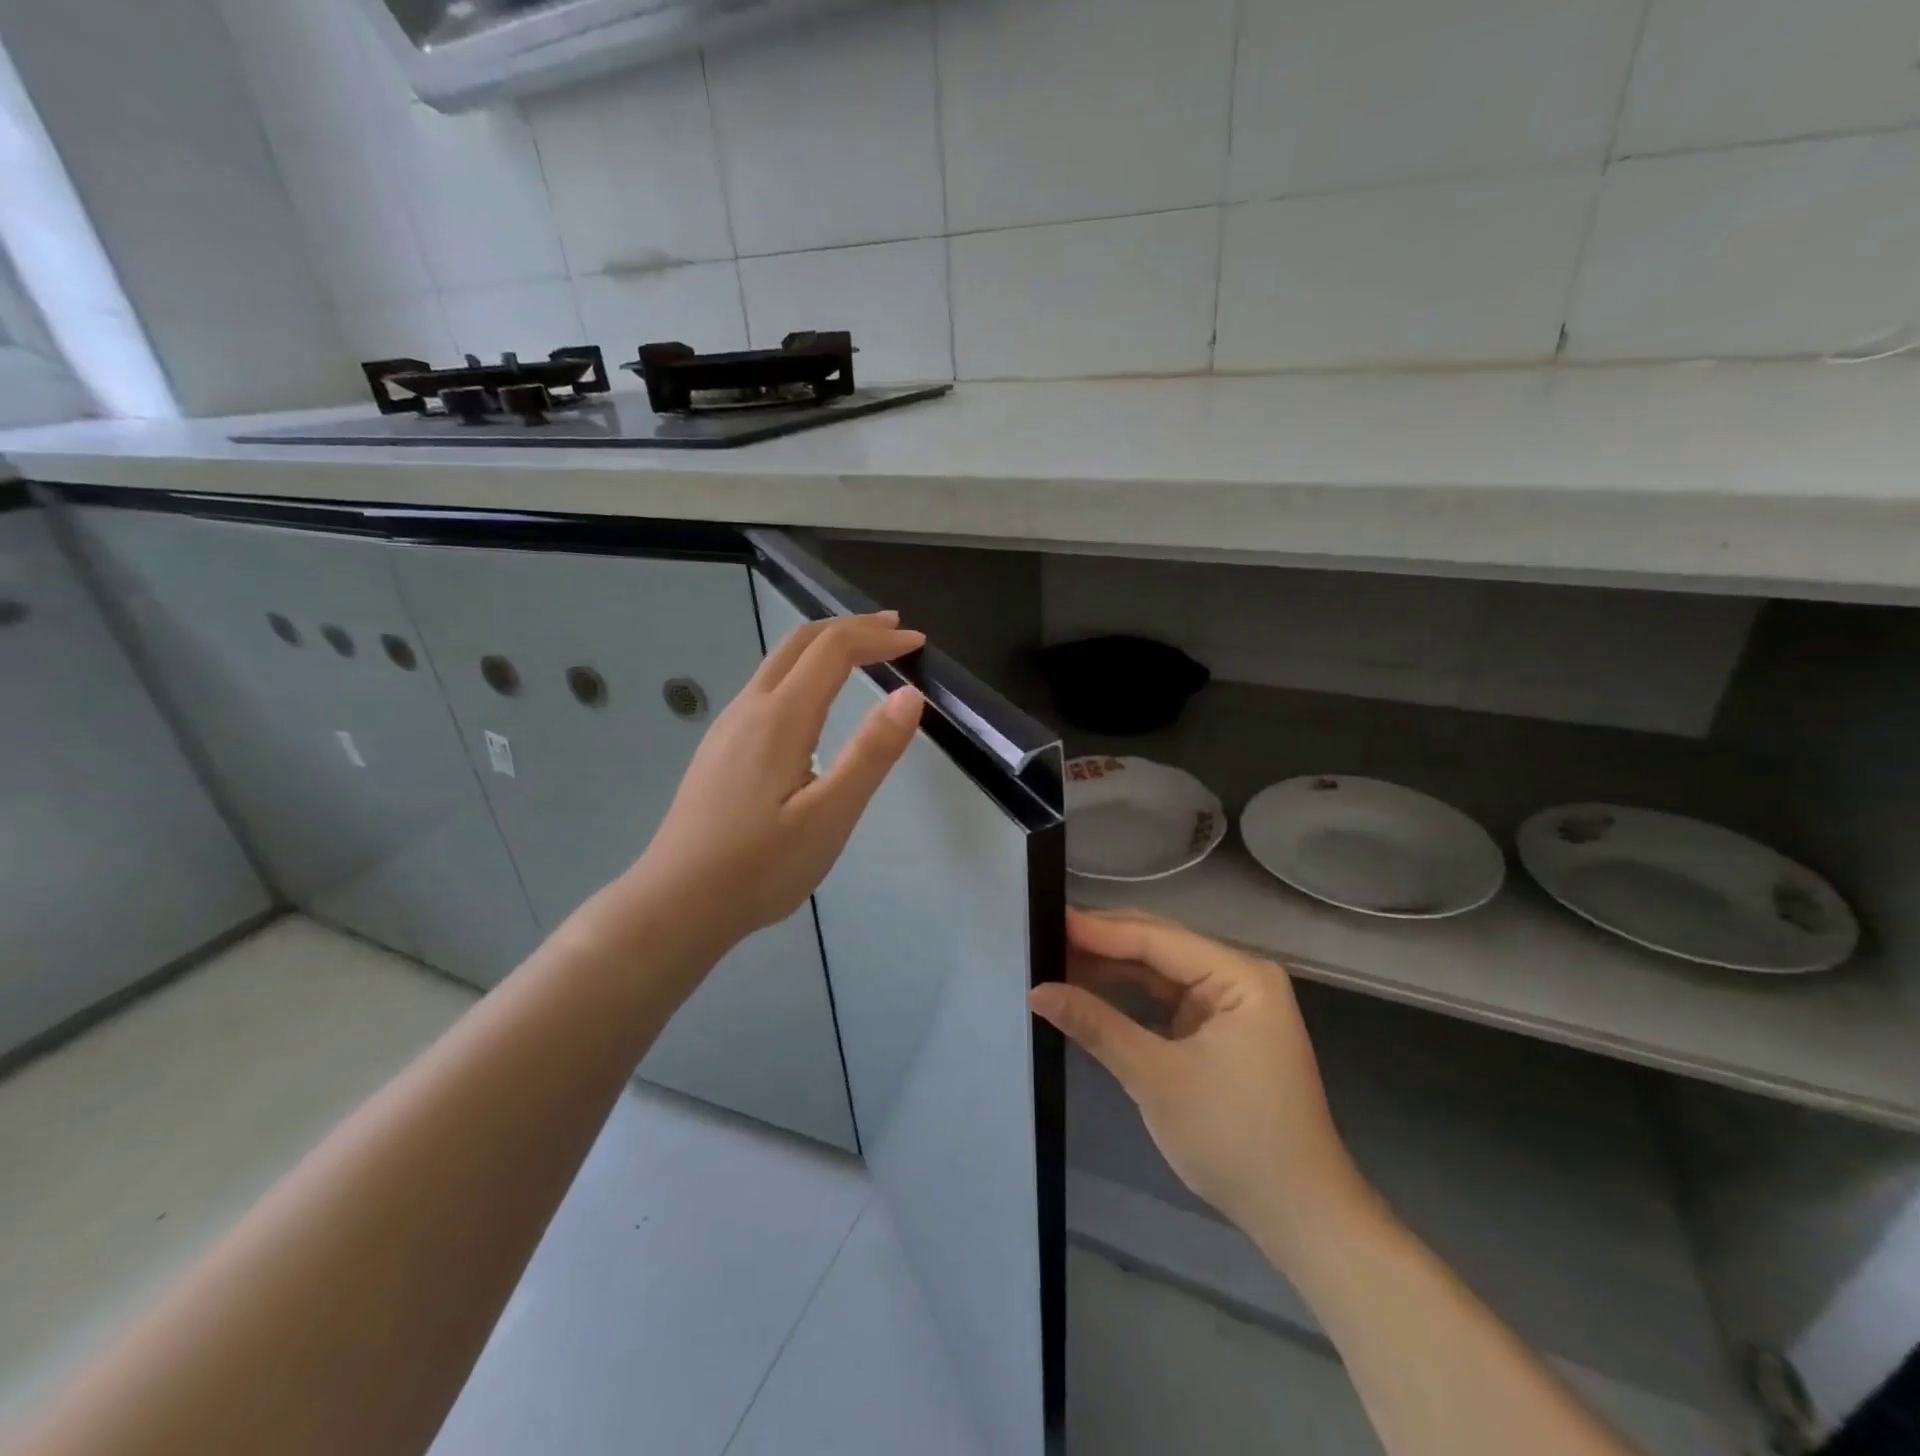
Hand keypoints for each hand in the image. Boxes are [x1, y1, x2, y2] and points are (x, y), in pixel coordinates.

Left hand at [603, 612, 925, 954]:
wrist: (676, 903)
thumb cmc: (760, 866)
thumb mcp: (830, 816)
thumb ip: (871, 753)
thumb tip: (910, 695)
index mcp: (780, 718)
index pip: (833, 650)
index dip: (878, 638)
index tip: (917, 643)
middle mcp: (750, 708)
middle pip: (800, 642)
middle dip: (850, 627)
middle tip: (893, 630)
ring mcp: (728, 727)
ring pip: (779, 663)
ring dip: (825, 648)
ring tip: (862, 655)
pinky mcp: (720, 748)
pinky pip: (766, 687)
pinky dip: (804, 672)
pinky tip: (814, 702)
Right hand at [1031, 909, 1364, 1251]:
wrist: (1298, 1216)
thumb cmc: (1234, 1140)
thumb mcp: (1156, 1078)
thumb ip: (1097, 1025)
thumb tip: (1037, 991)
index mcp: (1241, 976)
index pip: (1158, 939)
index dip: (1100, 930)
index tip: (1048, 920)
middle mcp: (1240, 977)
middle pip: (1160, 947)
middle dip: (1103, 944)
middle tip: (1045, 938)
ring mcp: (1231, 1003)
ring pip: (1160, 971)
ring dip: (1113, 969)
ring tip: (1057, 961)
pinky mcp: (1220, 1029)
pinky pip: (1167, 998)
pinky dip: (1130, 997)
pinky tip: (1091, 990)